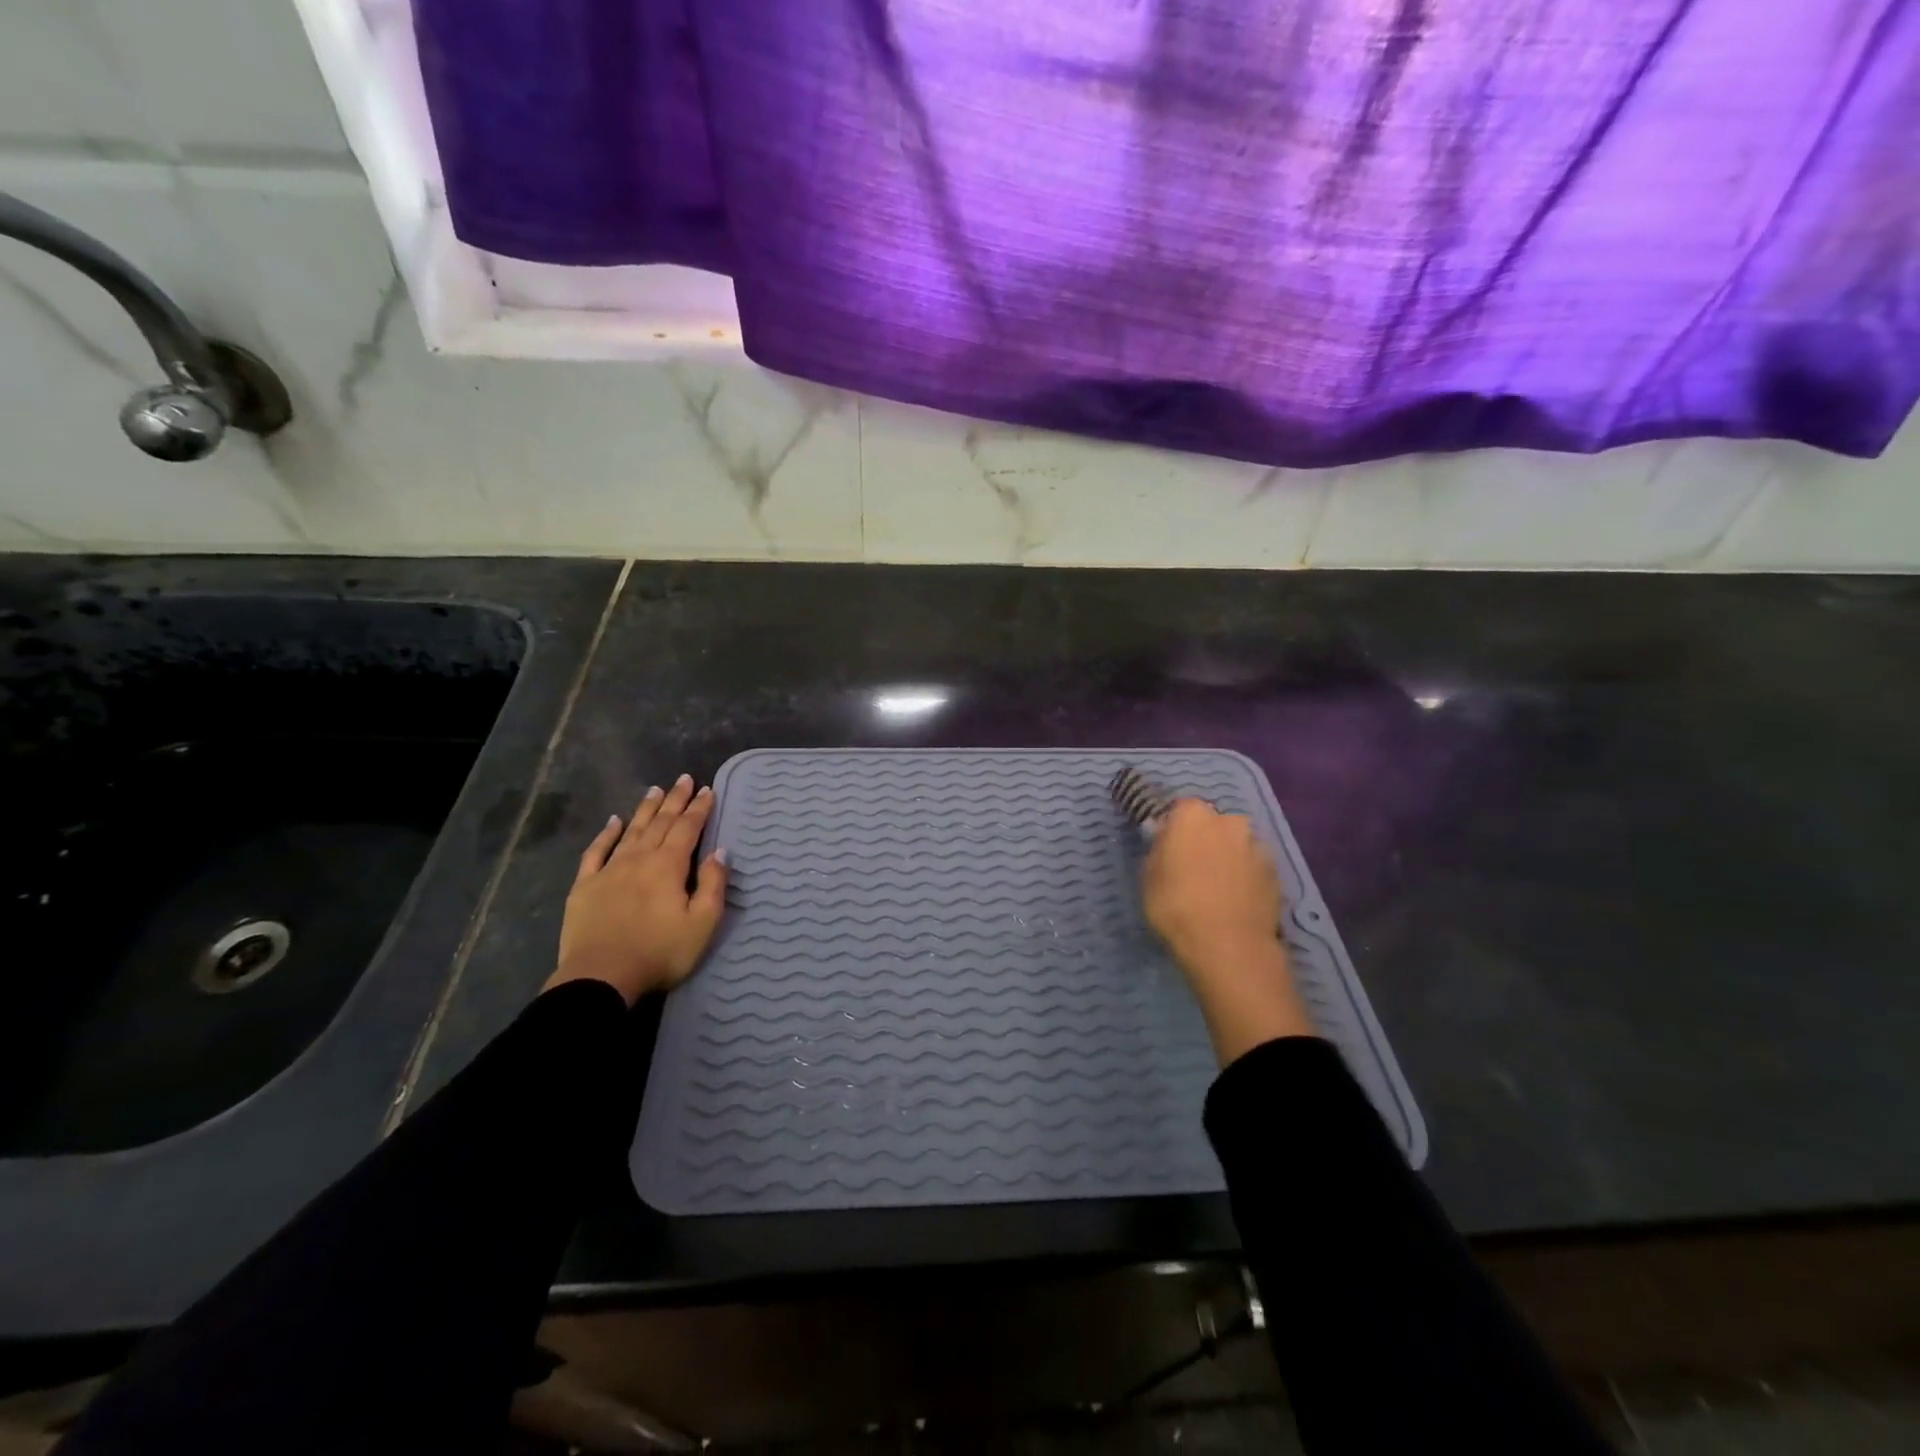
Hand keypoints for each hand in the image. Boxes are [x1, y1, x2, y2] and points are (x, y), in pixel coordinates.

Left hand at [544, 774, 727, 1005]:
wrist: (601, 977)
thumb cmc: (659, 952)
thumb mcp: (702, 924)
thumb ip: (713, 885)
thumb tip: (719, 852)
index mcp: (668, 866)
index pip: (688, 828)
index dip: (699, 808)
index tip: (707, 790)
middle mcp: (639, 859)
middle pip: (661, 823)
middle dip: (675, 800)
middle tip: (684, 779)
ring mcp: (609, 870)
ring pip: (631, 831)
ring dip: (646, 810)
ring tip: (655, 790)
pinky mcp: (584, 886)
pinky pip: (596, 852)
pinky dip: (606, 834)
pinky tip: (613, 822)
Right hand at [1142, 798, 1314, 1063]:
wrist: (1228, 945)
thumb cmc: (1176, 905)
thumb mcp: (1148, 876)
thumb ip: (1158, 850)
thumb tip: (1166, 841)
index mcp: (1193, 815)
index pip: (1180, 810)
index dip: (1173, 830)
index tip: (1167, 852)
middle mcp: (1229, 821)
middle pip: (1212, 825)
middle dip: (1204, 840)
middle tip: (1191, 870)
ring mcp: (1257, 845)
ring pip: (1236, 845)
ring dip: (1227, 858)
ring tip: (1216, 890)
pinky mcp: (1276, 872)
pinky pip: (1253, 868)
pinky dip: (1245, 878)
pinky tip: (1235, 902)